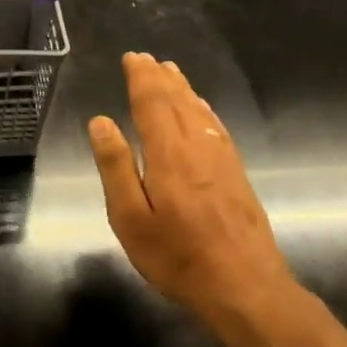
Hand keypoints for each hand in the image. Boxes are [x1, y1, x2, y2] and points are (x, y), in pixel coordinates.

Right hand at [87, 52, 295, 319]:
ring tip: (171, 72)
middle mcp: (198, 148)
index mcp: (169, 155)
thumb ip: (115, 167)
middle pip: (178, 102)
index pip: (152, 104)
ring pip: (200, 112)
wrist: (245, 288)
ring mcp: (223, 160)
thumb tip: (100, 122)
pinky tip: (202, 110)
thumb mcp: (130, 218)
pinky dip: (204, 111)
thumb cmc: (177, 257)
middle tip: (147, 58)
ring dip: (183, 89)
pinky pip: (217, 128)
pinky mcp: (237, 175)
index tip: (132, 57)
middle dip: (160, 78)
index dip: (141, 78)